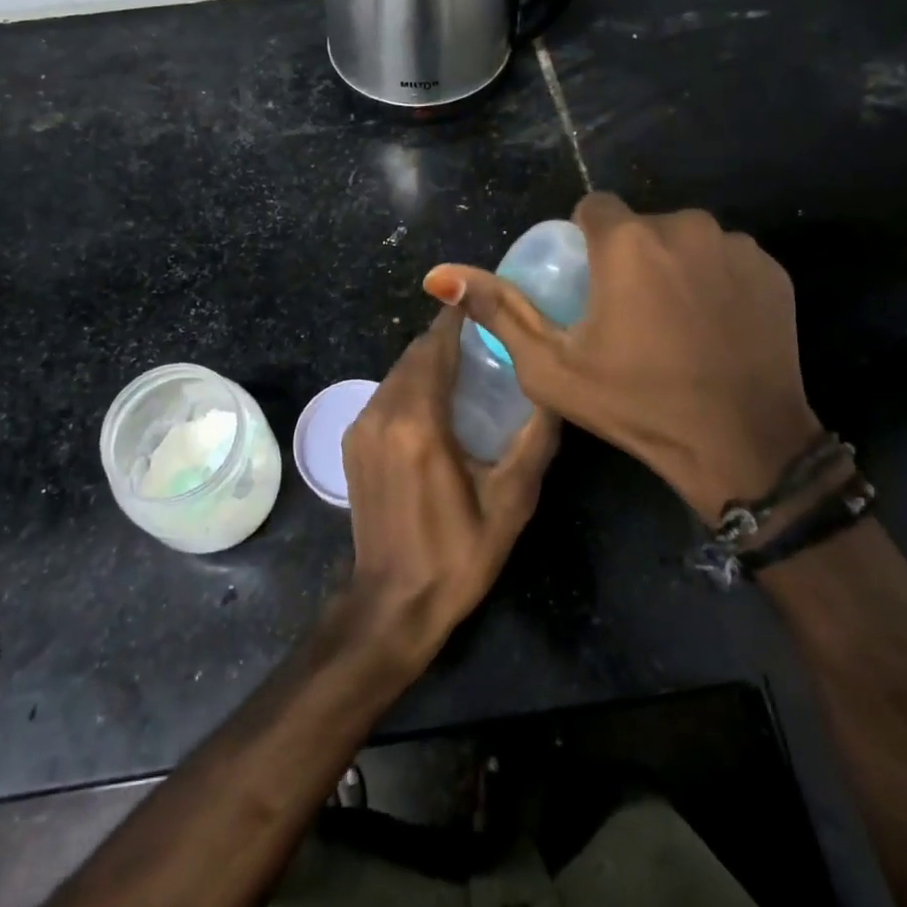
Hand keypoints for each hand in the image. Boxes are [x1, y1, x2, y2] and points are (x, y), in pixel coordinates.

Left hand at [340, 306, 559, 663]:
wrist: (392, 604)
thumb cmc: (457, 555)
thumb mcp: (510, 502)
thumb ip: (534, 441)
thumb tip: (555, 394)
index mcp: (418, 423)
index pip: (435, 348)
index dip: (457, 320)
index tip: (483, 303)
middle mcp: (381, 414)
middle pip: (414, 355)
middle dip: (446, 339)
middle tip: (485, 337)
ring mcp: (360, 427)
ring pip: (397, 373)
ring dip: (428, 362)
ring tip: (467, 365)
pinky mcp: (351, 442)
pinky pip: (384, 394)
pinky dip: (410, 385)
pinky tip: (437, 401)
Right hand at [425, 193, 819, 524]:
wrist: (743, 446)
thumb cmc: (636, 405)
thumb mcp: (550, 366)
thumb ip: (498, 311)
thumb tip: (440, 274)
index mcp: (627, 241)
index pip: (593, 208)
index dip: (585, 241)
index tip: (589, 285)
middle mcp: (683, 226)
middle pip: (640, 224)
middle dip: (629, 256)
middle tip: (628, 314)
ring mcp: (735, 246)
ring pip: (685, 239)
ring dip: (672, 265)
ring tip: (673, 322)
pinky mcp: (772, 269)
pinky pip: (726, 258)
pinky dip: (714, 279)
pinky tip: (714, 326)